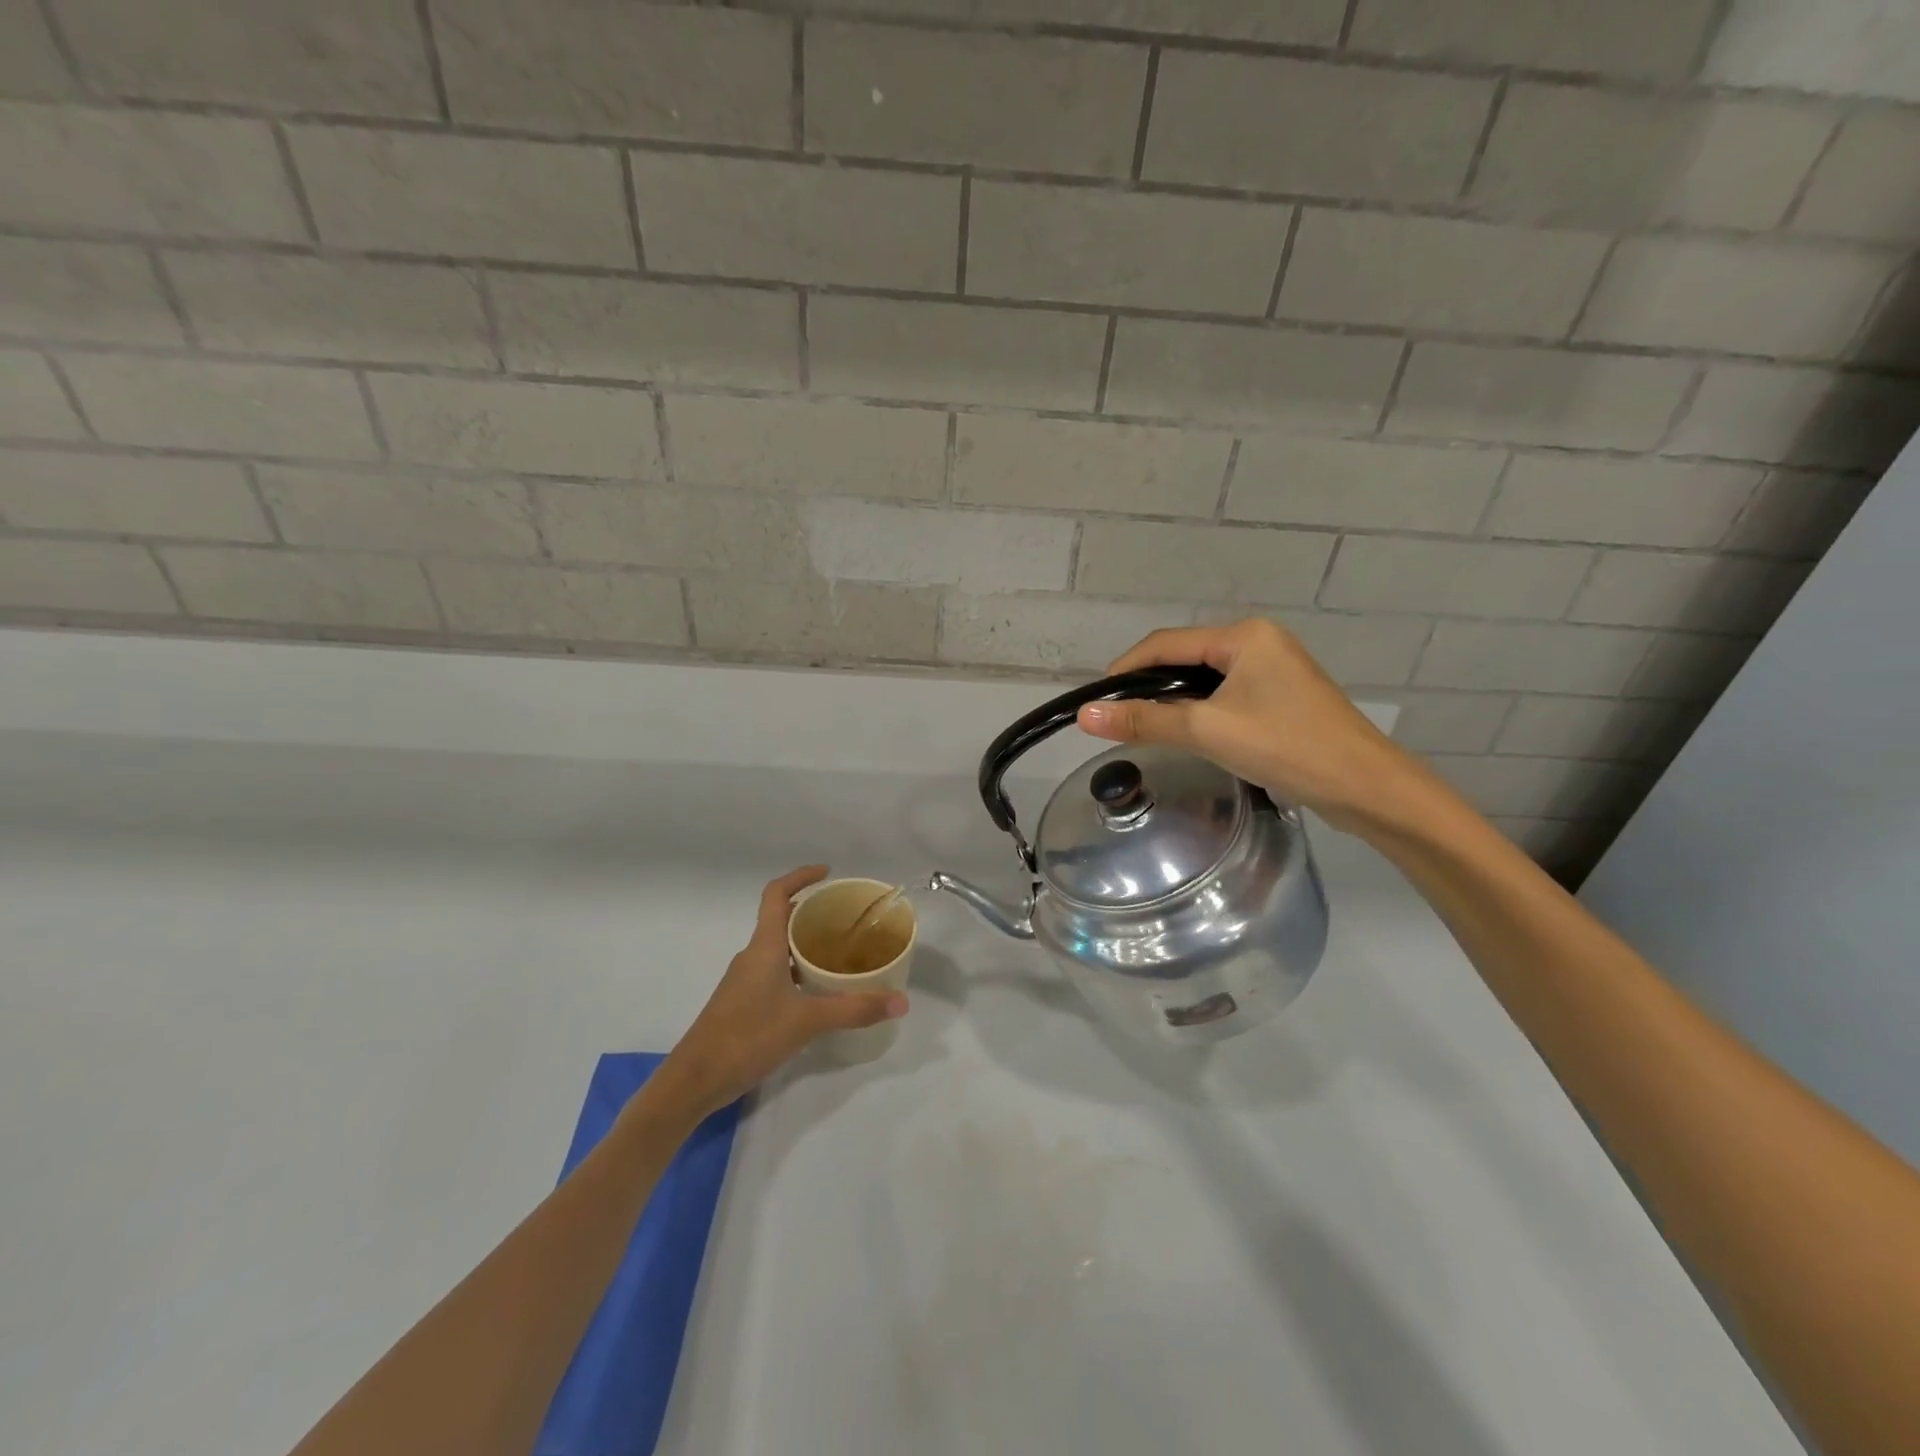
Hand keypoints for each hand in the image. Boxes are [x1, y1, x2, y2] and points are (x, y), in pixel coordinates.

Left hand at [657, 866, 907, 1118]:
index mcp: (764, 947)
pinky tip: (817, 991)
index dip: (800, 877)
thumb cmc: (747, 1037)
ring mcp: (744, 980)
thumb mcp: (806, 1021)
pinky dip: (796, 969)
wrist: (694, 1081)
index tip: (828, 874)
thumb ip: (854, 1009)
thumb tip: (901, 1001)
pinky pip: (774, 971)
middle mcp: (752, 956)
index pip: (777, 894)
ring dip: (805, 943)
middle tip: (847, 918)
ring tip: (840, 953)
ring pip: (778, 948)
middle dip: (812, 912)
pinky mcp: (742, 1003)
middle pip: (781, 919)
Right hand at [1076, 618, 1434, 834]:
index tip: (1096, 701)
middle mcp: (1259, 642)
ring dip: (1173, 700)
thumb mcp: (1208, 731)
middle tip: (1118, 719)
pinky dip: (1200, 711)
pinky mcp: (1282, 697)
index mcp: (1244, 636)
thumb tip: (1085, 714)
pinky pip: (1226, 695)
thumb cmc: (1287, 747)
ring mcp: (1274, 670)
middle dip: (1148, 685)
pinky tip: (1189, 734)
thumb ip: (1146, 720)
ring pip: (1204, 679)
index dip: (1126, 669)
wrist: (1367, 787)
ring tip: (1145, 729)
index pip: (1166, 643)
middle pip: (1184, 658)